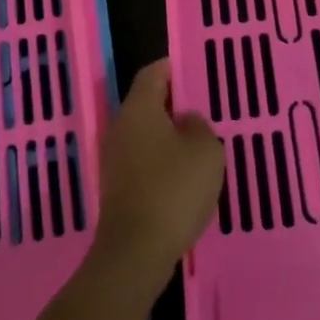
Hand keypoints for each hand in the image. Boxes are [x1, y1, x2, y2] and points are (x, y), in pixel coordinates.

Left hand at [89, 59, 223, 301]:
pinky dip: (160, 161)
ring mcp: (113, 159)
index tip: (191, 70)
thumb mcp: (206, 151)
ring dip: (167, 136)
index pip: (152, 74)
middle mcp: (120, 127)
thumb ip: (199, 127)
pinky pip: (141, 161)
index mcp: (139, 109)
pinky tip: (182, 177)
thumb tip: (186, 120)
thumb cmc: (174, 189)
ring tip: (197, 145)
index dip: (171, 68)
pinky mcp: (115, 187)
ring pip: (144, 135)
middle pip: (145, 104)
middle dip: (171, 105)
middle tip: (200, 110)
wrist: (136, 251)